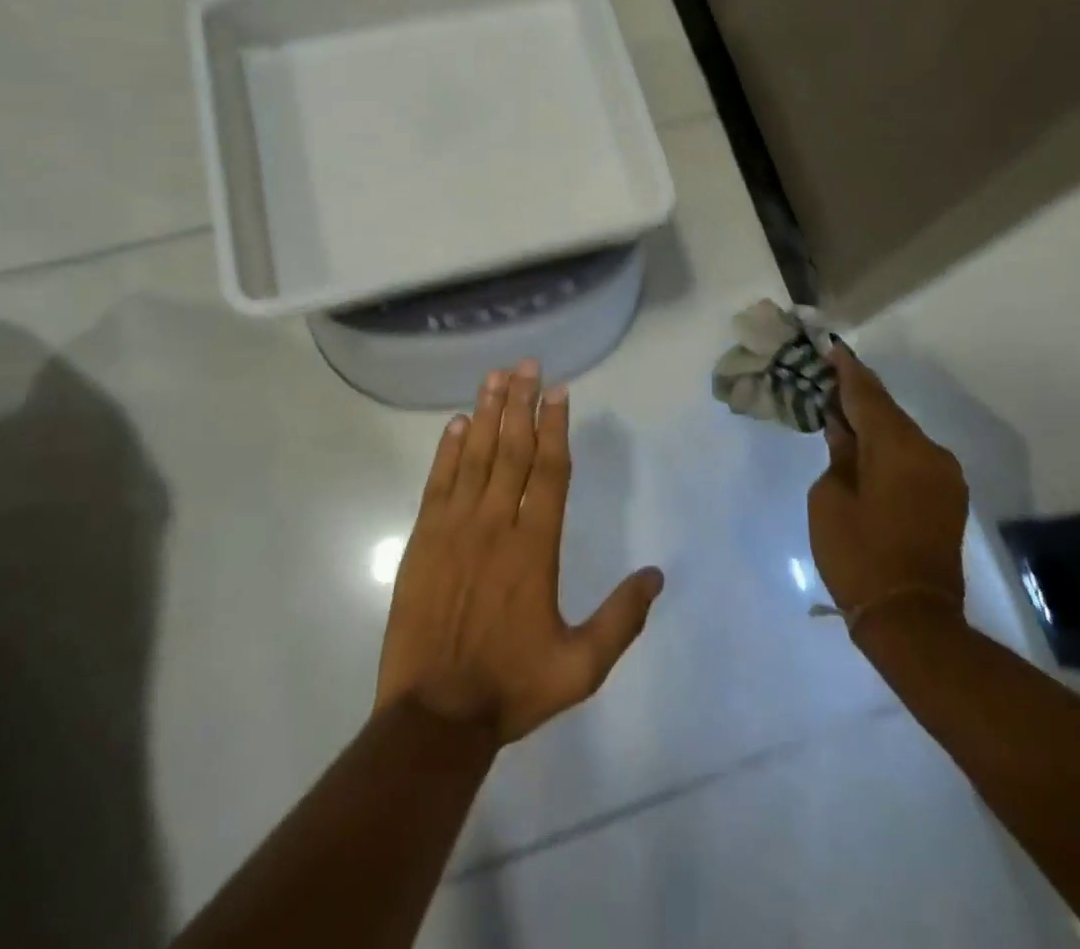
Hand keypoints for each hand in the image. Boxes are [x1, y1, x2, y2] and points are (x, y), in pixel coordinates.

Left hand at [375, 360, 665, 743]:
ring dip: (488, 413)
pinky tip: (457, 423)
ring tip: (496, 375)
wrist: (433, 715)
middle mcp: (496, 525)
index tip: (559, 392)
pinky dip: (448, 450)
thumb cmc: (511, 687)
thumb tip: (656, 576)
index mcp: (535, 548)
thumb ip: (621, 619)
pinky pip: (439, 482)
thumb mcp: (581, 667)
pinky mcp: (423, 539)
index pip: (549, 472)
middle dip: (522, 403)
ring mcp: (455, 528)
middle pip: (513, 450)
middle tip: (528, 364)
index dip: (555, 427)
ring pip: (476, 457)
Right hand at [808, 348, 967, 632]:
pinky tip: (864, 445)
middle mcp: (929, 452)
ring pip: (901, 433)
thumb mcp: (830, 498)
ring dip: (872, 421)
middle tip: (826, 377)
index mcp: (899, 447)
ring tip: (839, 411)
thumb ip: (840, 454)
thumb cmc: (858, 554)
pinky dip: (887, 445)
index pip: (867, 395)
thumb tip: (845, 431)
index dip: (846, 371)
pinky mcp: (947, 496)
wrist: (911, 619)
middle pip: (888, 411)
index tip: (830, 348)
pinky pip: (912, 455)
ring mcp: (944, 475)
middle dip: (857, 394)